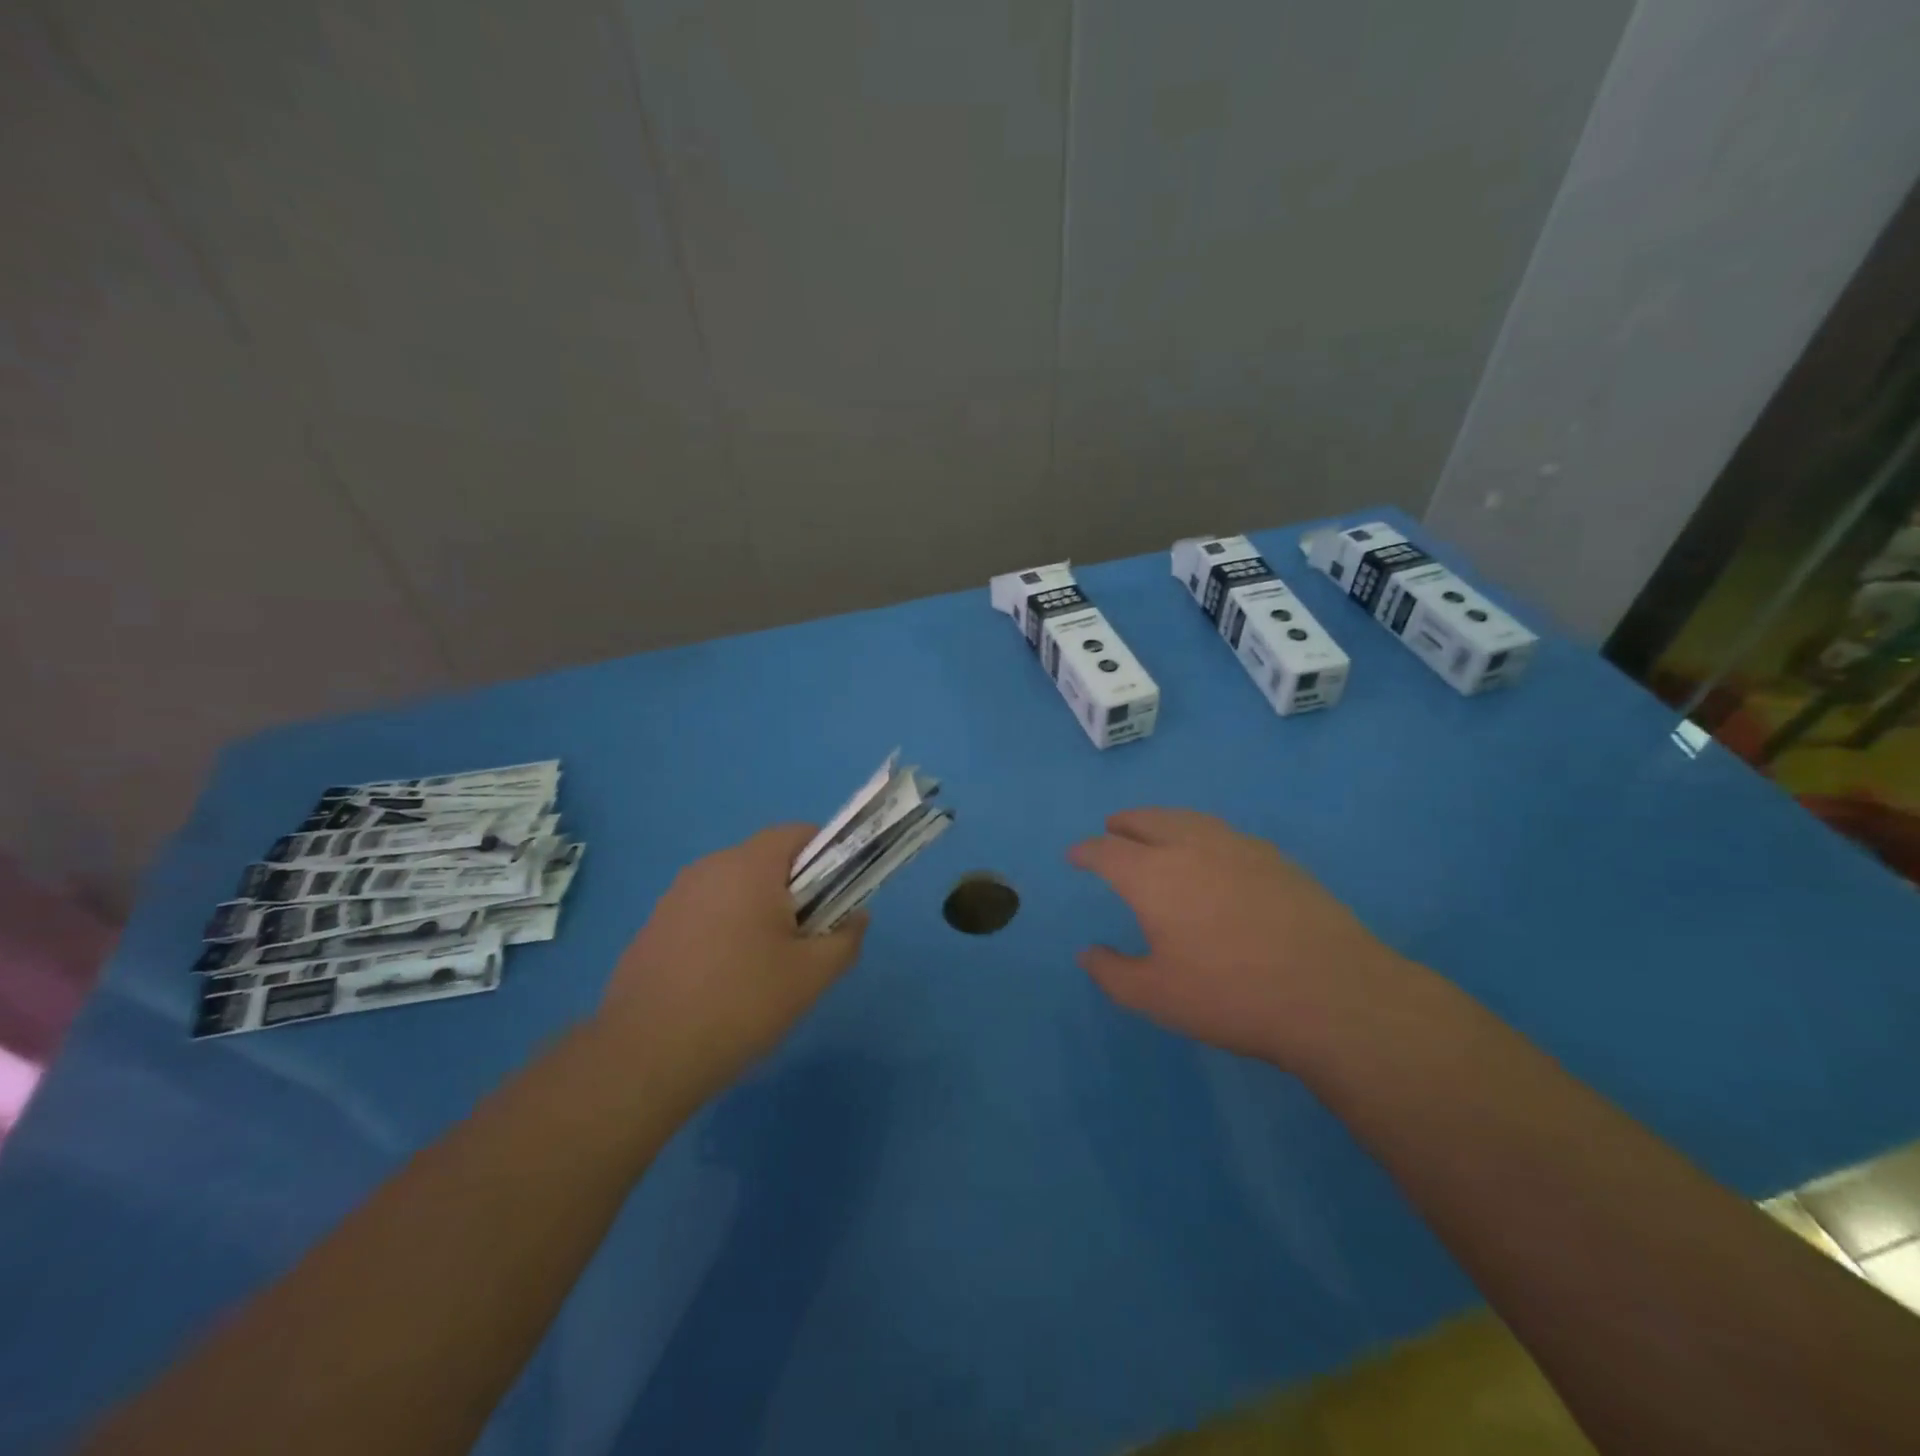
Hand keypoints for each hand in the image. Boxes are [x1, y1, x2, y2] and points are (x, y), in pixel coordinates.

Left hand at [596, 825, 866, 1110]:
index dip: (828, 857)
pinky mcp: (655, 927)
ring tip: (767, 967)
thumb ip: (845, 939)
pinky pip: (706, 913)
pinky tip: (725, 981)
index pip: (799, 834)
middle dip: (795, 891)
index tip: (837, 898)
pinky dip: (726, 931)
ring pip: (735, 889)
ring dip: (759, 912)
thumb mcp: (811, 976)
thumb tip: (856, 917)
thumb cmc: (741, 1002)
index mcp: (749, 866)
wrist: (645, 1056)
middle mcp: (709, 868)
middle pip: (767, 861)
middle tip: (807, 939)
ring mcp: (676, 897)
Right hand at [1068, 808, 1411, 1069]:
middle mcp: (1191, 847)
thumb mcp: (1157, 996)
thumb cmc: (1231, 996)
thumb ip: (1112, 972)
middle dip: (1123, 824)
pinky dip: (1200, 832)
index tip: (1075, 856)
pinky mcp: (1275, 858)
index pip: (1107, 851)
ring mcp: (1238, 847)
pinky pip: (1223, 832)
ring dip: (1162, 820)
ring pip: (1188, 818)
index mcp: (1153, 875)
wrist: (1333, 995)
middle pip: (1147, 820)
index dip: (1086, 851)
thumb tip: (1087, 953)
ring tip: (1155, 830)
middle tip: (1112, 829)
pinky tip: (1210, 853)